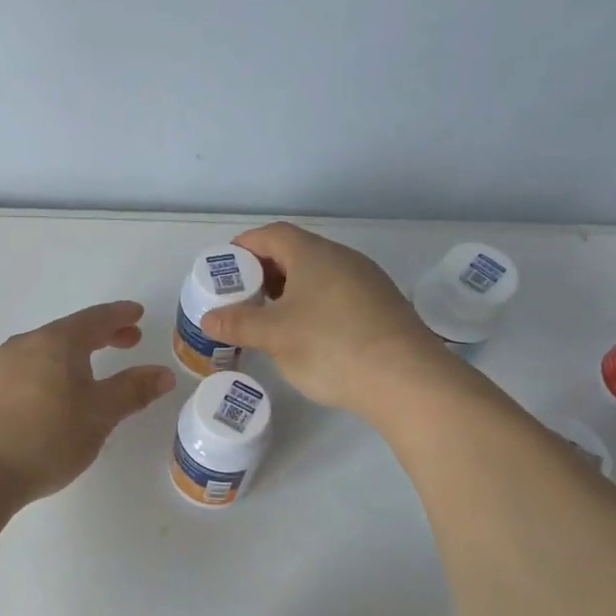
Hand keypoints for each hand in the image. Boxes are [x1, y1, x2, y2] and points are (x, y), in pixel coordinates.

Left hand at [0, 301, 175, 504]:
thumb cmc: (46, 438)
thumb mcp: (99, 416)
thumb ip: (132, 391)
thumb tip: (164, 374)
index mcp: (56, 342)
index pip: (95, 319)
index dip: (119, 316)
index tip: (138, 314)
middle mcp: (26, 344)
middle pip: (70, 331)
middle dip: (102, 334)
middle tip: (128, 340)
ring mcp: (1, 366)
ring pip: (48, 350)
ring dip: (76, 354)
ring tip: (95, 368)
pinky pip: (30, 367)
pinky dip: (54, 369)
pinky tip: (58, 392)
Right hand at [200, 222, 440, 413]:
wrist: (407, 380)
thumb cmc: (331, 346)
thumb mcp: (275, 336)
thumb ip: (238, 323)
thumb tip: (208, 319)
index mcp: (314, 254)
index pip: (272, 234)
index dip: (245, 247)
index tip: (225, 268)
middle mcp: (343, 259)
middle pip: (296, 252)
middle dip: (265, 271)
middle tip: (242, 296)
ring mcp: (367, 282)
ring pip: (318, 275)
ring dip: (290, 290)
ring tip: (269, 318)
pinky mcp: (381, 307)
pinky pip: (337, 295)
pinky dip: (313, 305)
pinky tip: (307, 334)